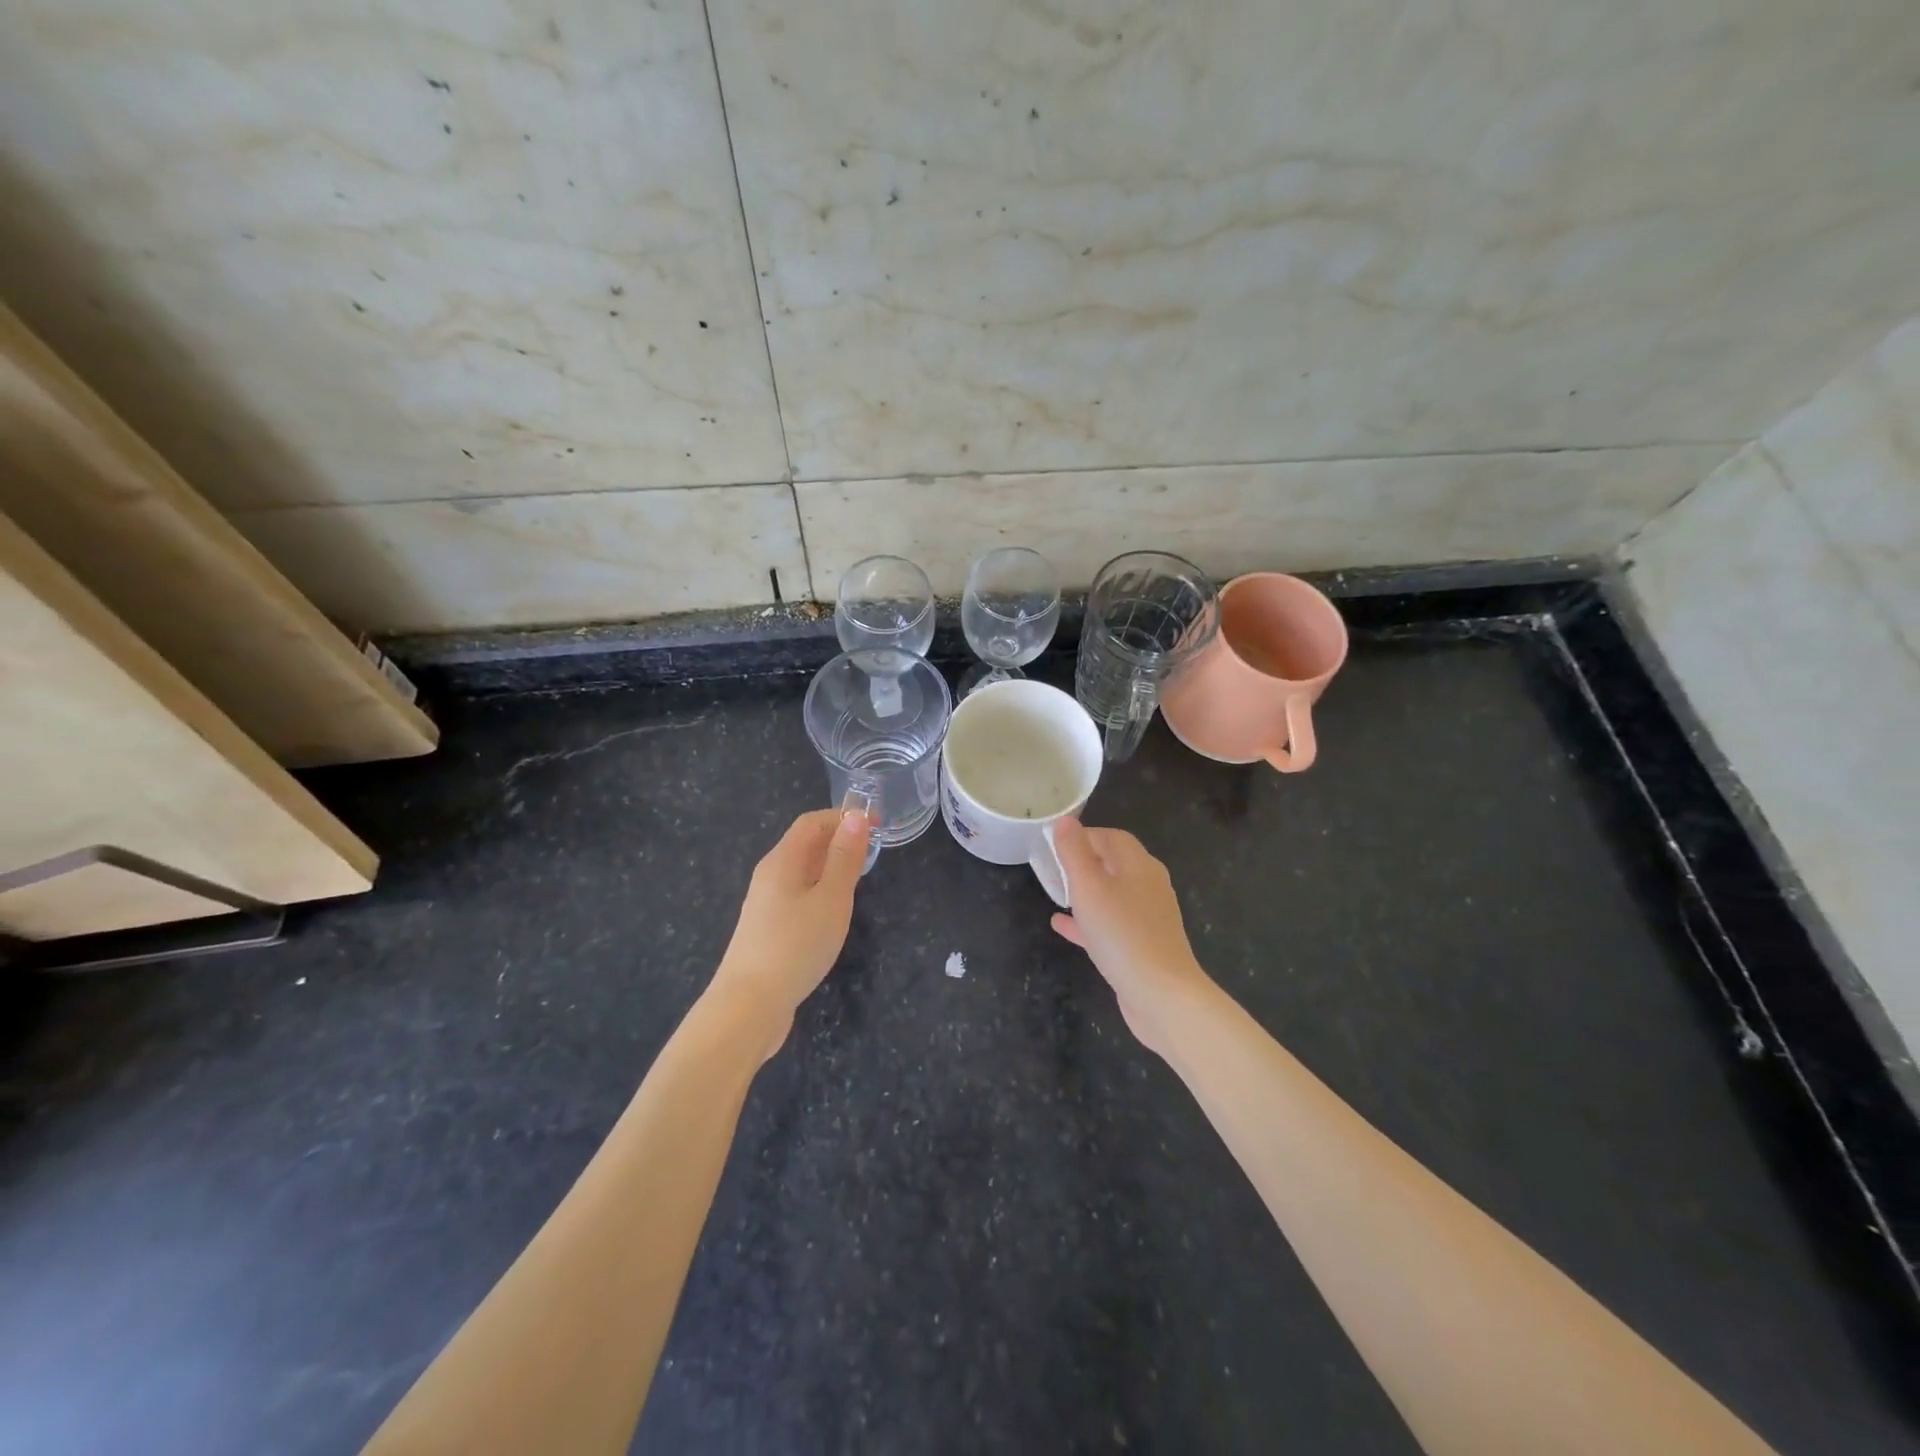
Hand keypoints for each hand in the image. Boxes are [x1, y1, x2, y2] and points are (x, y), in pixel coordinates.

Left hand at [712, 807, 870, 1058]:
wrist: (749, 1006)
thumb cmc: (796, 946)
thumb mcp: (830, 899)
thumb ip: (845, 858)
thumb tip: (856, 817)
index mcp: (782, 861)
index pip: (812, 822)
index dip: (843, 817)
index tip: (878, 825)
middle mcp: (769, 876)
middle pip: (804, 844)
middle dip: (838, 839)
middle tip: (874, 851)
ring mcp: (766, 904)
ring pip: (802, 871)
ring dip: (830, 866)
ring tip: (860, 878)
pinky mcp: (768, 929)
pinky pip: (798, 894)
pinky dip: (820, 890)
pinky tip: (834, 912)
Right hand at [1049, 817, 1215, 1056]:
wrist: (1162, 995)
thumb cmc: (1121, 933)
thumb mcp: (1089, 886)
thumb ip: (1074, 851)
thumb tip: (1065, 820)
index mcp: (1139, 865)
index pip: (1113, 836)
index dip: (1085, 835)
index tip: (1055, 843)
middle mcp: (1148, 886)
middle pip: (1114, 864)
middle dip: (1084, 861)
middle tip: (1053, 866)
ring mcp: (1148, 918)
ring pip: (1112, 895)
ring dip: (1085, 891)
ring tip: (1055, 892)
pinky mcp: (1142, 946)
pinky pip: (1110, 924)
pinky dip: (1087, 920)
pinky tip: (1061, 926)